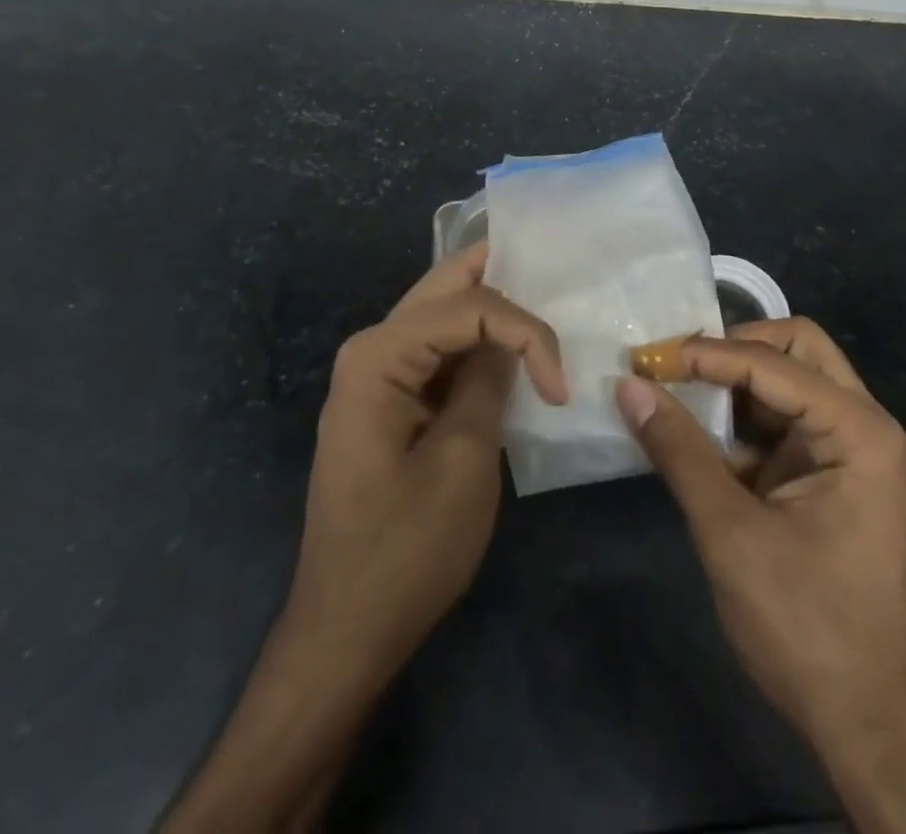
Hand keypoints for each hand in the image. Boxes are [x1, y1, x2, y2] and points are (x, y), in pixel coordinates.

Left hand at [282, 239, 566, 681]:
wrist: (346, 630)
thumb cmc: (406, 551)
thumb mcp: (464, 460)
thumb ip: (488, 382)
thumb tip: (510, 341)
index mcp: (380, 356)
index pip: (469, 306)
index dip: (525, 331)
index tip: (560, 388)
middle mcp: (371, 349)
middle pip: (446, 287)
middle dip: (503, 277)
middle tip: (556, 276)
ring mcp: (376, 375)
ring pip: (443, 314)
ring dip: (493, 309)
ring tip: (544, 305)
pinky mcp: (389, 402)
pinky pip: (438, 352)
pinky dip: (478, 345)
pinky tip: (511, 348)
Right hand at [617, 320, 905, 833]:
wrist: (861, 725)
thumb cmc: (804, 627)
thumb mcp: (731, 534)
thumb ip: (679, 451)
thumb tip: (629, 386)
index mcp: (860, 433)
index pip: (776, 364)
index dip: (709, 355)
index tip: (650, 359)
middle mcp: (865, 427)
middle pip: (798, 350)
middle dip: (736, 348)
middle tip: (678, 364)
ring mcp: (851, 451)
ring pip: (790, 381)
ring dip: (734, 381)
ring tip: (676, 389)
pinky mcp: (831, 476)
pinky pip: (783, 422)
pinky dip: (740, 419)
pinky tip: (696, 431)